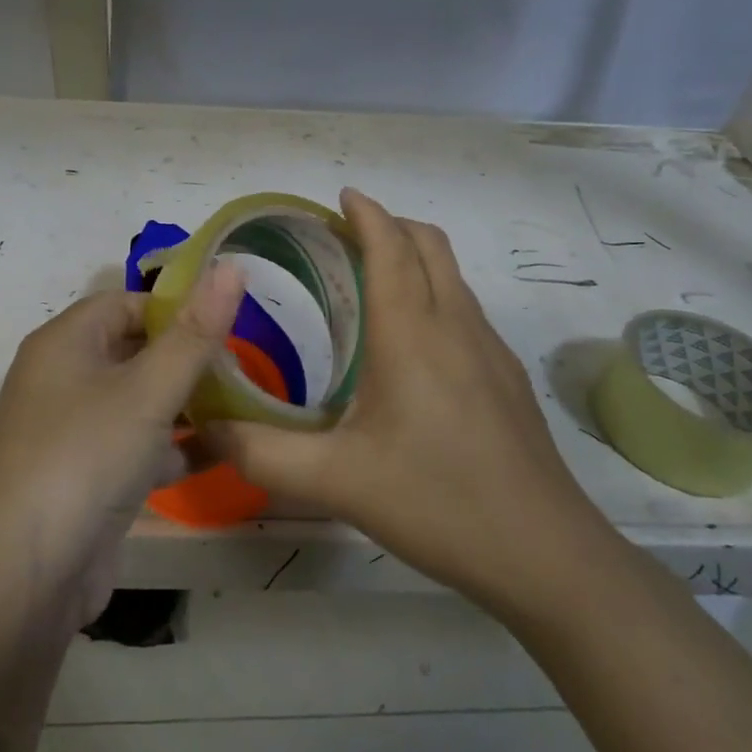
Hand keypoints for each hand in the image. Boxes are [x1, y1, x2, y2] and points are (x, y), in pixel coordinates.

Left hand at [0, 264, 246, 630]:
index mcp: (64, 342)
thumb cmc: (86, 458)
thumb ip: (195, 333)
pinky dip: (172, 445)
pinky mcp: (84, 475)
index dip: (175, 307)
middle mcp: (61, 378)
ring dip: (184, 402)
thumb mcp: (148, 391)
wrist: (26, 578)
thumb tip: (232, 264)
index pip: (125, 302)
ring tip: (242, 405)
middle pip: (132, 349)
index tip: (227, 324)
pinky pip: (135, 444)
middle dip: (186, 356)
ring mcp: (71, 430)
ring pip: (137, 399)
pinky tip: (221, 453)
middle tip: (243, 366)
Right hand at [202, 189, 617, 613]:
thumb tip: (204, 425)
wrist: (546, 555)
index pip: (391, 247)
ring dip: (414, 258)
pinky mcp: (507, 378)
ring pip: (452, 275)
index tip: (341, 196)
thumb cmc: (437, 502)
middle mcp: (455, 326)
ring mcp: (490, 351)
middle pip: (429, 245)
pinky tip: (411, 345)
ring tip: (371, 282)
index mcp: (411, 334)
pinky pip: (465, 309)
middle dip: (389, 225)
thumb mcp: (335, 482)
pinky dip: (434, 293)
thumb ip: (261, 453)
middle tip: (344, 237)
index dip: (367, 214)